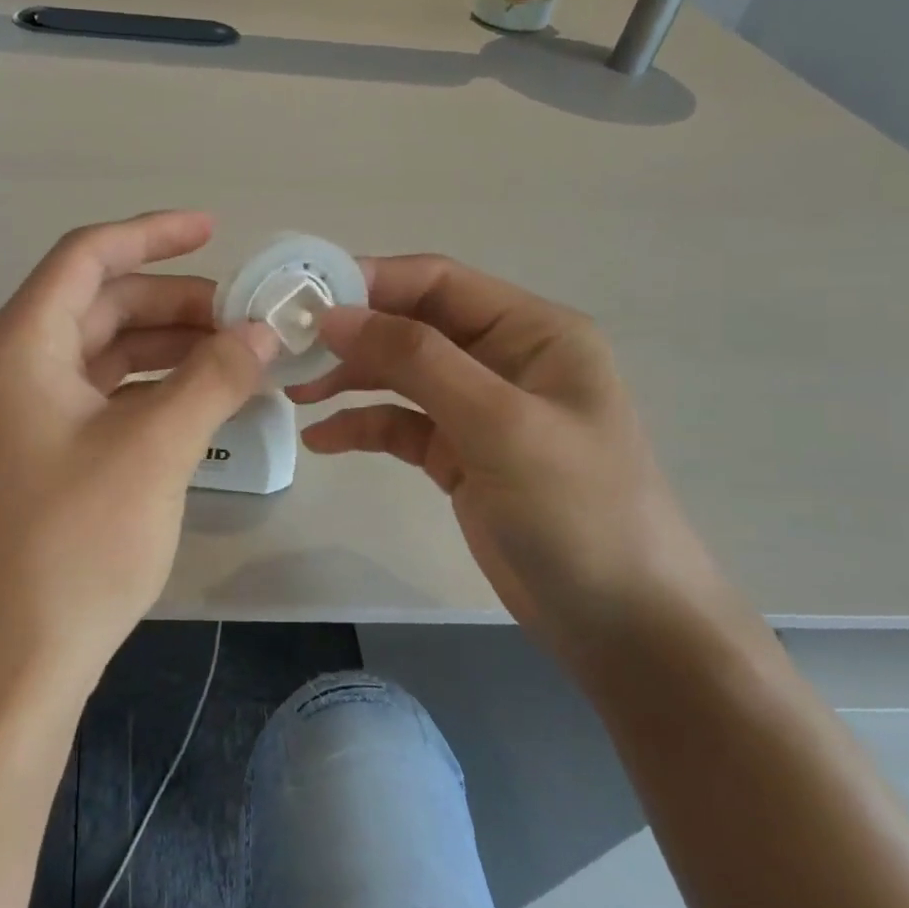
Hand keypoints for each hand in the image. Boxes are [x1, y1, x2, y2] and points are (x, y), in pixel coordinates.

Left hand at [0, 212, 278, 687]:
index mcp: (19, 343)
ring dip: (167, 346)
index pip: (88, 257)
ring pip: (104, 351)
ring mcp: (20, 410)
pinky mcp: (38, 450)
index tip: (215, 230)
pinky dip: (150, 388)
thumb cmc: (75, 543)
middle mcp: (10, 364)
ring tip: (237, 355)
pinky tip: (201, 399)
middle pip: (100, 304)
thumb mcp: (154, 448)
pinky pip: (100, 395)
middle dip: (174, 303)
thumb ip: (213, 377)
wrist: (14, 656)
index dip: (153, 235)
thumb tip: (264, 330)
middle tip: (245, 317)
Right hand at [291, 255, 746, 668]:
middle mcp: (505, 359)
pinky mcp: (461, 454)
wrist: (621, 625)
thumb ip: (416, 360)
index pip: (438, 282)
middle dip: (351, 334)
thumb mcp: (498, 424)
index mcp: (532, 332)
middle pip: (412, 325)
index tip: (303, 299)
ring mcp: (481, 409)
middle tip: (287, 350)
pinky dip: (362, 426)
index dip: (369, 282)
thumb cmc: (577, 511)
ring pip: (400, 374)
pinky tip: (322, 440)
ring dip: (349, 378)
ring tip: (295, 393)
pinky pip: (400, 424)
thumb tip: (334, 315)